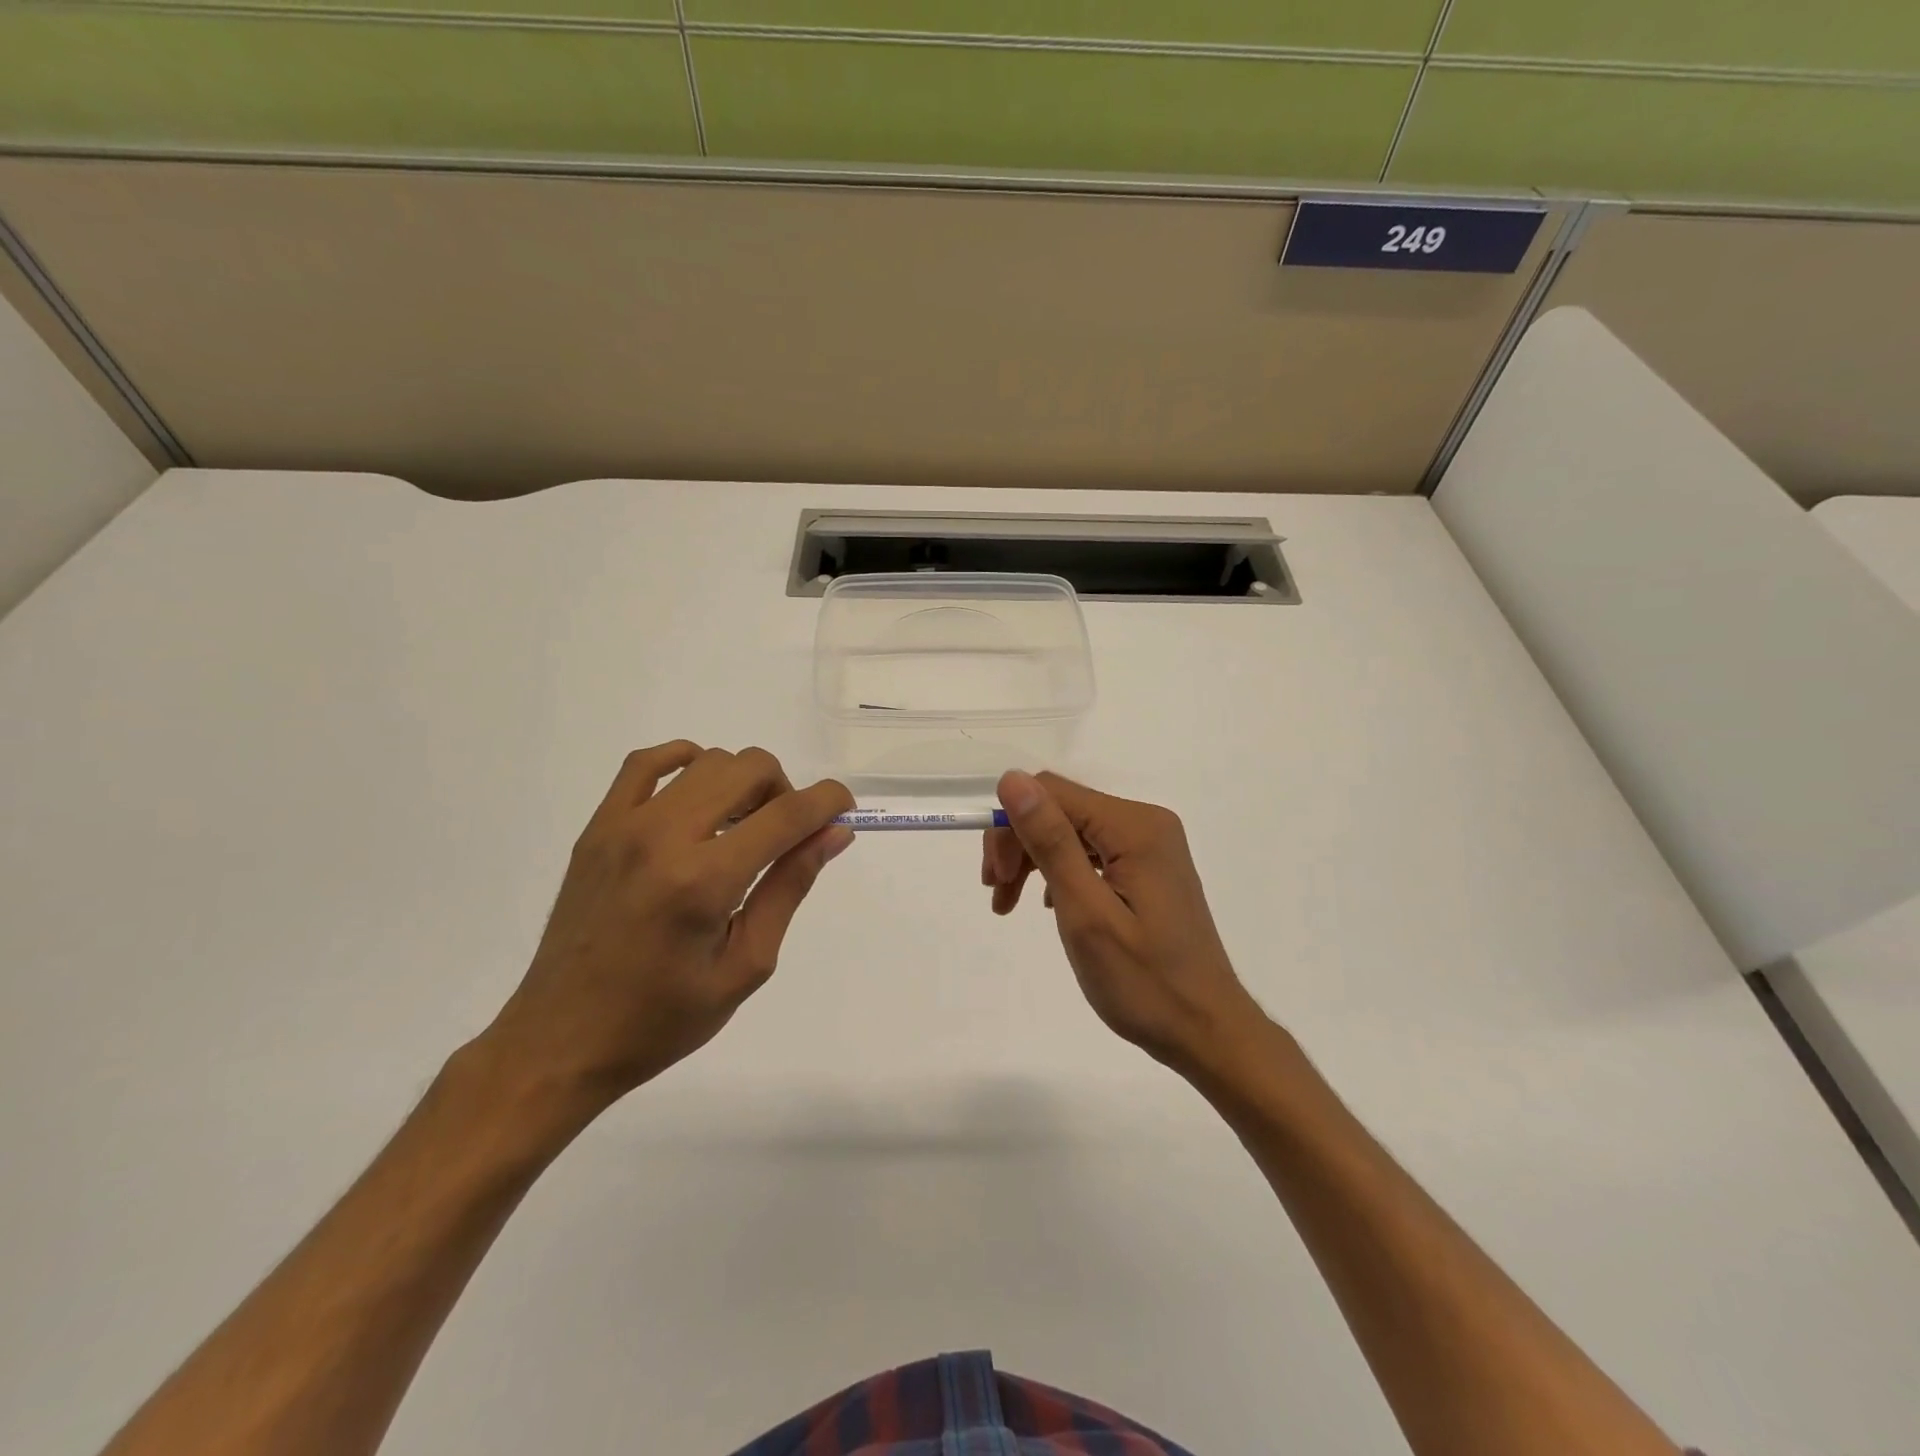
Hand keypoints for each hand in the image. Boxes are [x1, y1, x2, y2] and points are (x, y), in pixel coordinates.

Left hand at [481, 742, 853, 1110]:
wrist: (562, 1039)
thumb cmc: (663, 1018)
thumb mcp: (746, 964)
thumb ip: (790, 887)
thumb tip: (834, 834)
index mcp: (704, 881)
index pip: (787, 814)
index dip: (828, 802)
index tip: (844, 811)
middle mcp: (664, 837)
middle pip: (749, 768)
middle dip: (786, 791)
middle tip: (785, 837)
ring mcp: (624, 825)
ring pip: (706, 761)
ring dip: (742, 782)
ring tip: (739, 829)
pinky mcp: (598, 827)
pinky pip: (645, 762)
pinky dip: (685, 762)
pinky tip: (698, 795)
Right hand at [983, 770, 1266, 1076]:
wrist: (1207, 1031)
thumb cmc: (1144, 982)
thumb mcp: (1086, 912)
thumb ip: (1051, 841)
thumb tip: (1012, 779)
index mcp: (1135, 827)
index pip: (1052, 793)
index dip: (1011, 826)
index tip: (994, 879)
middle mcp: (1145, 823)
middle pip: (1061, 809)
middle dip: (1019, 844)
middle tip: (998, 896)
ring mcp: (1150, 845)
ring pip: (1072, 830)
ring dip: (1034, 860)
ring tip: (1010, 904)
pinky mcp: (1149, 868)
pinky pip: (1092, 851)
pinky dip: (1061, 871)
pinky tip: (1050, 904)